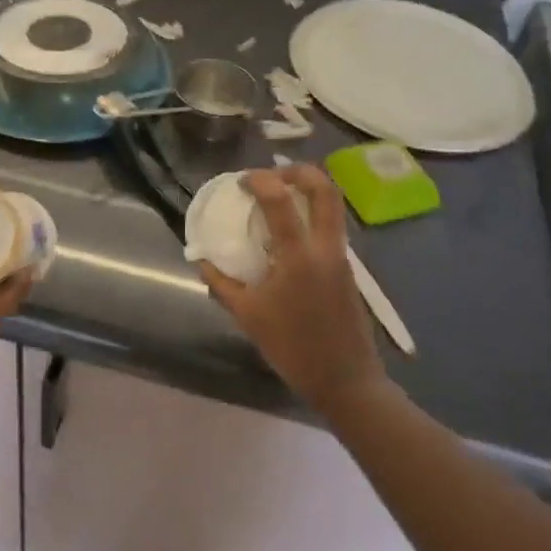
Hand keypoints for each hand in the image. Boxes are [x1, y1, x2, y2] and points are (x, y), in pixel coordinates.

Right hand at [198, 166, 385, 415]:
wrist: (345, 380)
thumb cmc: (293, 348)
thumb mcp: (248, 316)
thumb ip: (221, 284)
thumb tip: (202, 261)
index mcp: (299, 256)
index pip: (281, 200)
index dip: (260, 180)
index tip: (241, 181)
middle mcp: (326, 247)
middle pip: (324, 188)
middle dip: (297, 170)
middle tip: (271, 175)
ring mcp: (341, 256)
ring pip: (333, 204)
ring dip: (308, 189)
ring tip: (279, 196)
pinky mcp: (347, 267)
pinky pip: (331, 224)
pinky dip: (312, 213)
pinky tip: (289, 230)